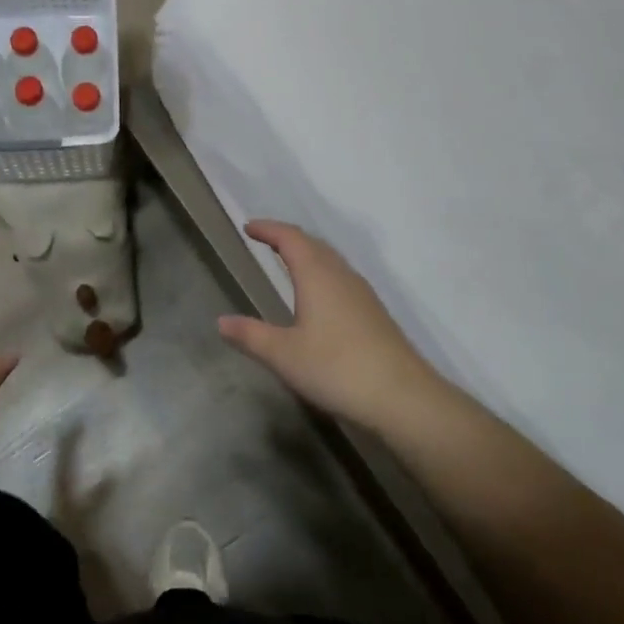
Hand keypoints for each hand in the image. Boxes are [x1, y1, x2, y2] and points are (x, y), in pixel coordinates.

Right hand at [218, 221, 444, 431]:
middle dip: (288, 238)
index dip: (268, 229)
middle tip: (266, 240)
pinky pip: (341, 278)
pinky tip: (319, 296)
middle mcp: (341, 275)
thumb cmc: (336, 368)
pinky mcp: (374, 313)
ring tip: (289, 262)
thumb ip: (251, 335)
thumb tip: (221, 321)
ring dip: (308, 254)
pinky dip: (322, 273)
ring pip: (331, 261)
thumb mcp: (284, 355)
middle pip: (313, 244)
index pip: (290, 238)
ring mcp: (362, 293)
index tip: (248, 227)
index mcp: (317, 275)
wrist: (402, 396)